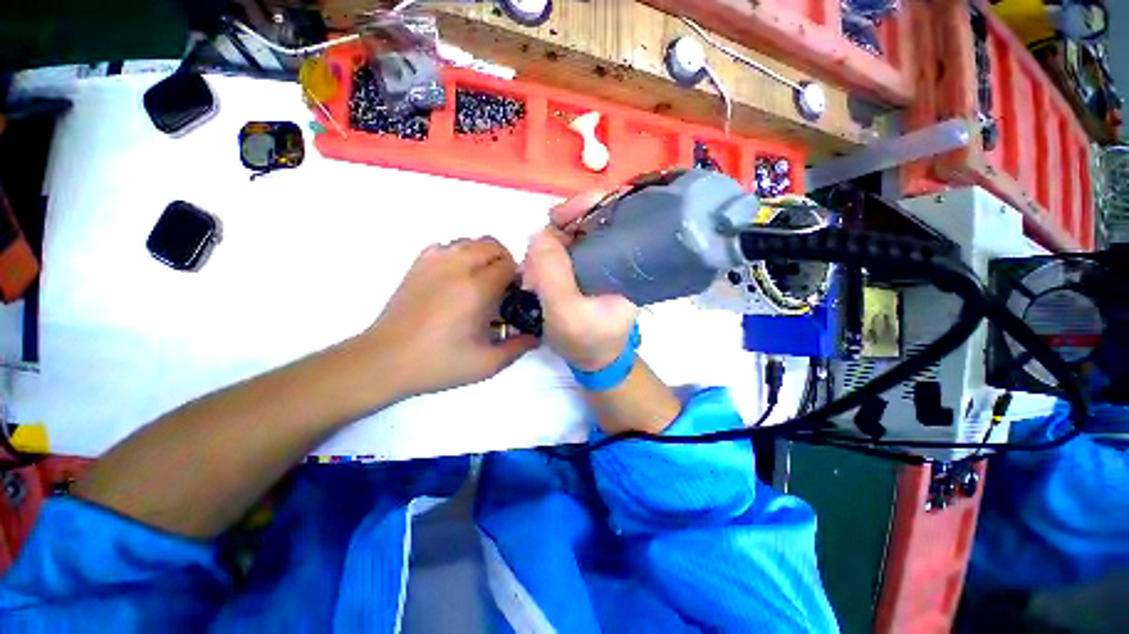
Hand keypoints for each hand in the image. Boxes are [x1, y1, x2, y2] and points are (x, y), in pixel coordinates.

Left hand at [363, 238, 536, 397]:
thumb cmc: (438, 363)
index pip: (508, 264)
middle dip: (503, 262)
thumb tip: (536, 337)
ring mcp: (434, 262)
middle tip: (501, 287)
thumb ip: (517, 348)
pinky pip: (446, 246)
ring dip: (482, 255)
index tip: (514, 295)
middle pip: (492, 245)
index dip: (517, 278)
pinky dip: (458, 254)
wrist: (386, 360)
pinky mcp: (417, 264)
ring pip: (469, 241)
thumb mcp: (486, 364)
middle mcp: (457, 267)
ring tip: (480, 280)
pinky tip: (456, 276)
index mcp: (477, 289)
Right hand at [522, 193, 638, 370]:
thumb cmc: (587, 341)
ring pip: (569, 234)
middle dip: (556, 232)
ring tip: (534, 276)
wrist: (592, 360)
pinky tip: (536, 275)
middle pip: (586, 219)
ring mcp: (598, 259)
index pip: (615, 213)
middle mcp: (616, 253)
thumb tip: (539, 235)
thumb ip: (552, 274)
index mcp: (627, 261)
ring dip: (546, 248)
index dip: (586, 205)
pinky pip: (561, 250)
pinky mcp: (583, 268)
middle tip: (536, 259)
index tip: (557, 218)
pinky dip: (545, 257)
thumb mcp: (567, 313)